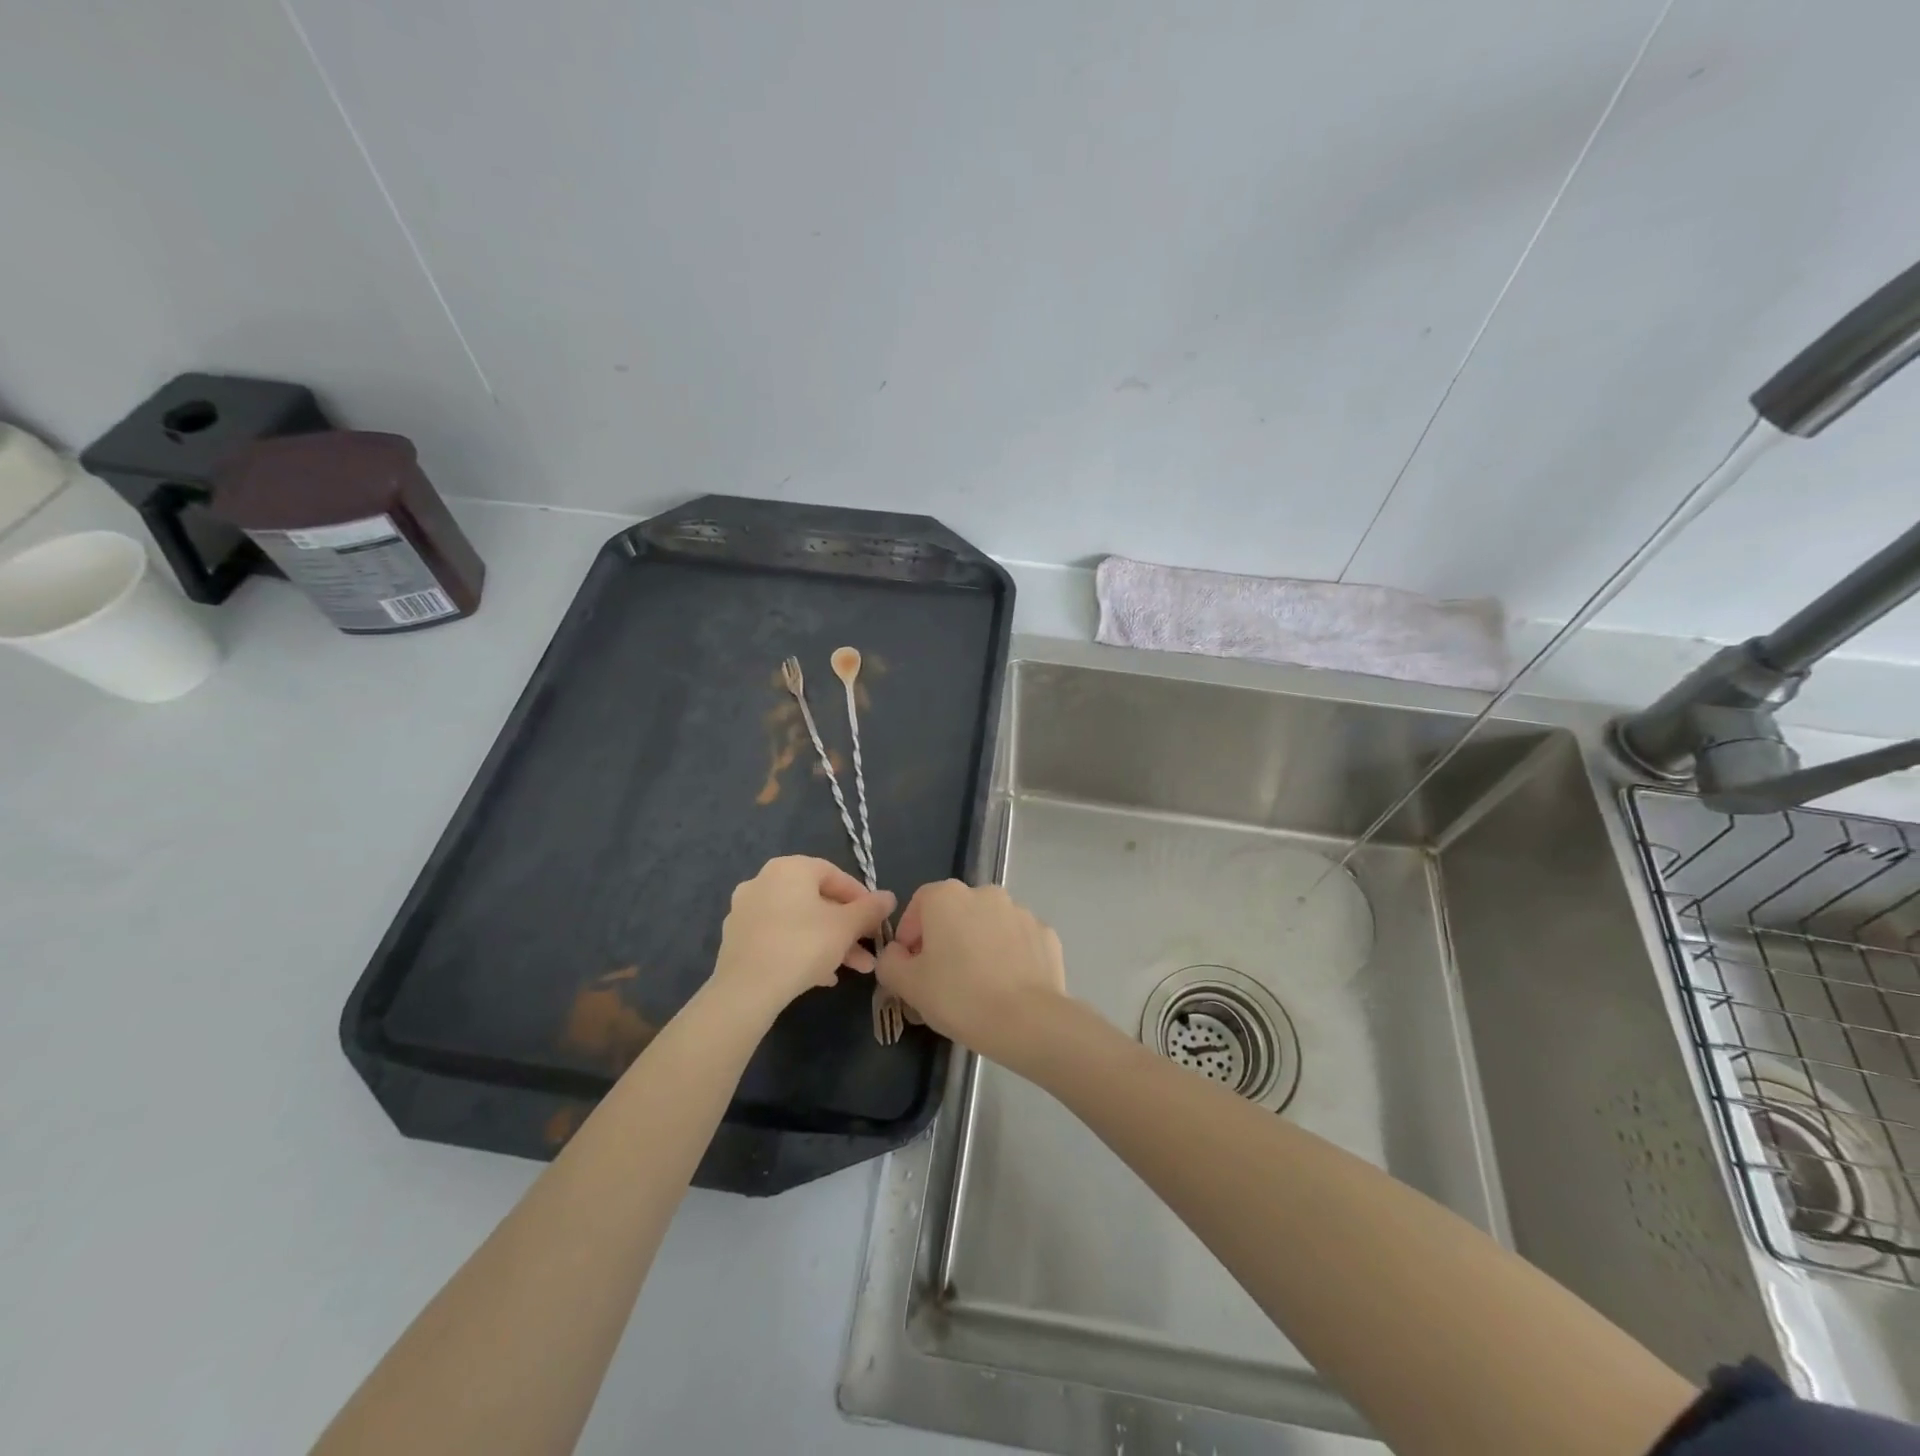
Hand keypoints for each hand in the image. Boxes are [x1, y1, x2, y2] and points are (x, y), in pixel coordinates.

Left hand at [712, 857, 894, 1014]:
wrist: (746, 990)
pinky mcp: (736, 939)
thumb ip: (870, 909)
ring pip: (798, 922)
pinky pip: (778, 938)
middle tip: (867, 950)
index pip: (834, 875)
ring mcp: (745, 911)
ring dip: (828, 942)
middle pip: (816, 901)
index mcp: (790, 868)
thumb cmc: (803, 945)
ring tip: (851, 969)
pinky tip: (821, 976)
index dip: (861, 898)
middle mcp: (763, 881)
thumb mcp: (846, 926)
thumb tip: (889, 897)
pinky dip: (802, 950)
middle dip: (846, 927)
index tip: (876, 921)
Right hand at [874, 882, 1067, 1064]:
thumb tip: (896, 955)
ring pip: (988, 925)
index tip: (909, 965)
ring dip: (978, 945)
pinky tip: (1005, 986)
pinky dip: (1008, 956)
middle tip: (940, 978)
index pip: (919, 904)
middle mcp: (985, 893)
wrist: (1027, 1021)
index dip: (909, 934)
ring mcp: (1020, 911)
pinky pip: (1017, 941)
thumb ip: (890, 962)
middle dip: (945, 939)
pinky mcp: (1045, 933)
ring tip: (976, 985)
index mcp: (947, 896)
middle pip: (955, 912)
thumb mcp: (907, 985)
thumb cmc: (958, 996)